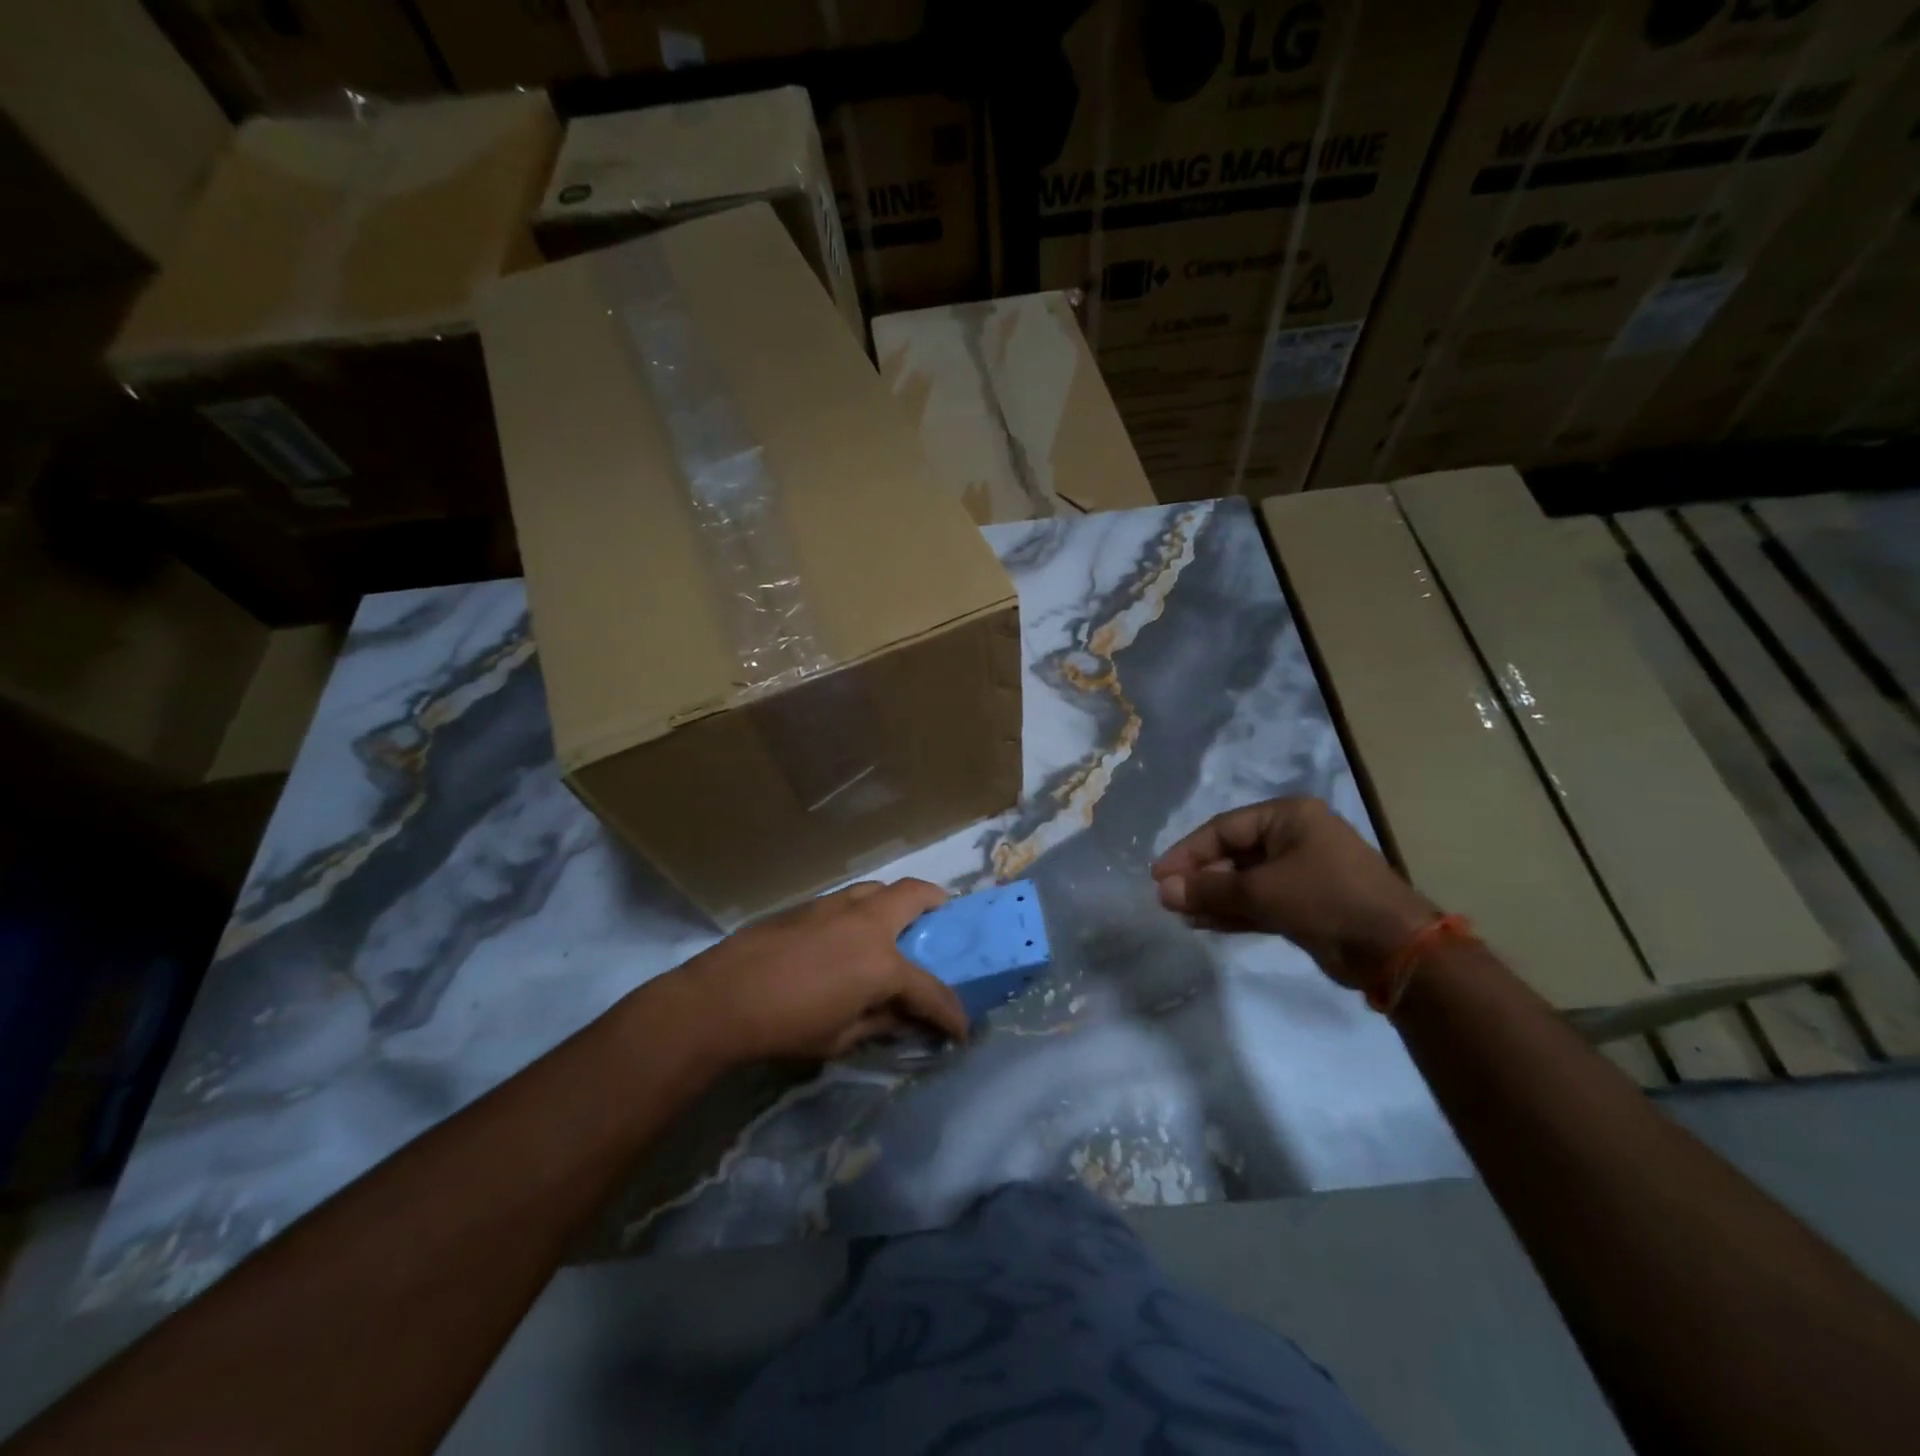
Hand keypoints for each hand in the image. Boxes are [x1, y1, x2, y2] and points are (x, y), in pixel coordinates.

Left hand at [665, 879, 969, 1064]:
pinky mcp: (810, 904)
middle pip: (916, 895)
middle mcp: (867, 922)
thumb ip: (880, 1023)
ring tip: (897, 924)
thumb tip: (903, 1017)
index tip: (961, 1028)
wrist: (722, 997)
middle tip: (944, 922)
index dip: (951, 1011)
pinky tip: (850, 934)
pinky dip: (865, 909)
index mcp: (881, 963)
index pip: (930, 989)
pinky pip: (851, 898)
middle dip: (939, 905)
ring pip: (880, 888)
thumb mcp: (840, 1038)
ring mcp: (837, 906)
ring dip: (898, 901)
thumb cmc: (785, 1026)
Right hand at [1151, 797, 1438, 988]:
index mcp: (1288, 816)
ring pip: (1244, 880)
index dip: (1188, 851)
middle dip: (1201, 877)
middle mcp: (1294, 837)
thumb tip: (1163, 890)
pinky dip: (1234, 911)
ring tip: (1181, 914)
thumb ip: (1209, 889)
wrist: (1395, 950)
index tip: (1159, 876)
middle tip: (1169, 899)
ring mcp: (1302, 870)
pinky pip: (1260, 900)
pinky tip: (1204, 924)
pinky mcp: (1306, 902)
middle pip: (1233, 853)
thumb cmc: (1325, 900)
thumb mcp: (1261, 891)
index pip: (1224, 828)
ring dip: (1213, 897)